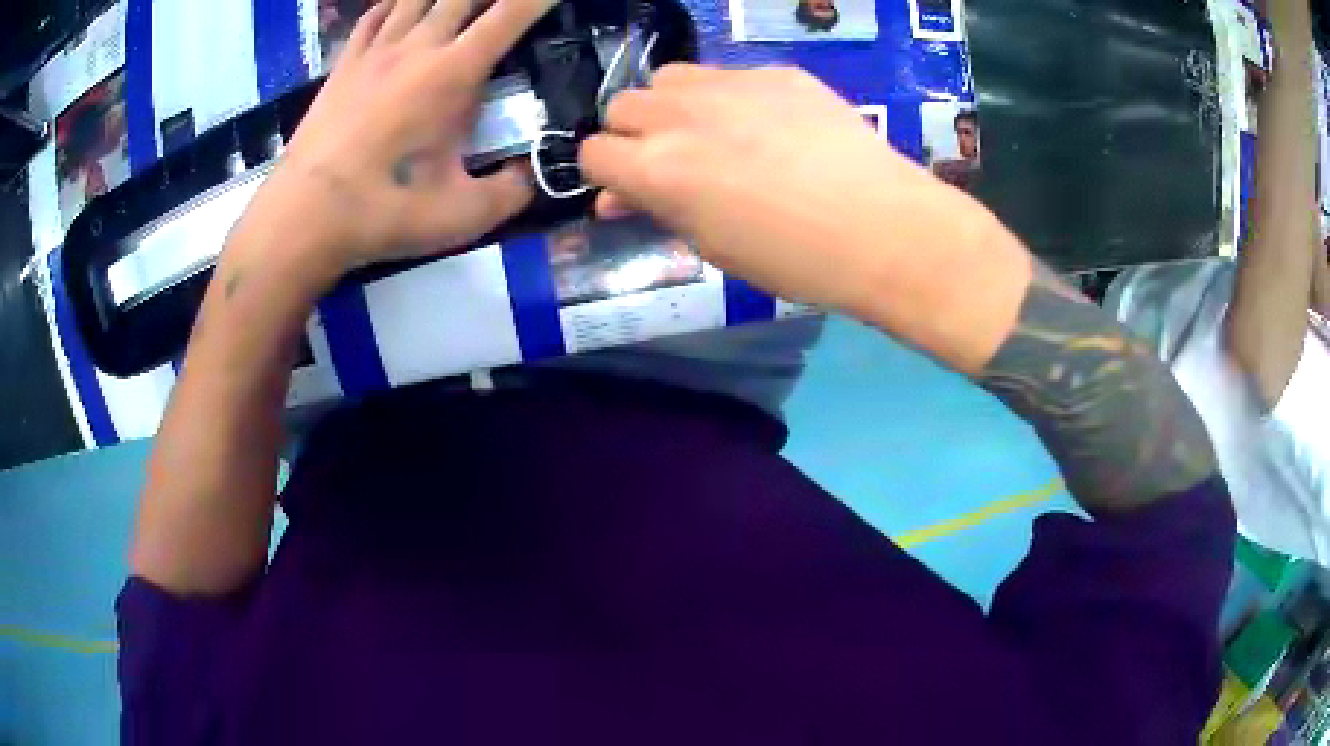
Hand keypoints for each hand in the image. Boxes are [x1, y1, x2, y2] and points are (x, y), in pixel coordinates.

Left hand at [244, 0, 554, 279]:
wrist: (304, 217)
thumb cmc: (383, 210)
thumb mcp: (462, 216)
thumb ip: (509, 193)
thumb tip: (527, 178)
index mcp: (454, 72)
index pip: (511, 13)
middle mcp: (418, 46)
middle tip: (503, 4)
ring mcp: (376, 51)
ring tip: (458, 3)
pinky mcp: (344, 65)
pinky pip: (374, 16)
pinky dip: (394, 3)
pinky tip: (401, 5)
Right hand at [581, 66, 1029, 371]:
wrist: (884, 228)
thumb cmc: (795, 259)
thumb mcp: (713, 246)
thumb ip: (659, 210)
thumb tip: (619, 197)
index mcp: (657, 169)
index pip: (593, 153)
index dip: (608, 174)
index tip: (630, 190)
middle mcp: (680, 115)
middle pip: (623, 105)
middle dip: (634, 133)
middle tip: (672, 161)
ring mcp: (731, 84)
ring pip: (669, 78)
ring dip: (673, 105)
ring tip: (712, 133)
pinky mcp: (777, 72)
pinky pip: (729, 75)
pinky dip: (730, 97)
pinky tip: (770, 125)